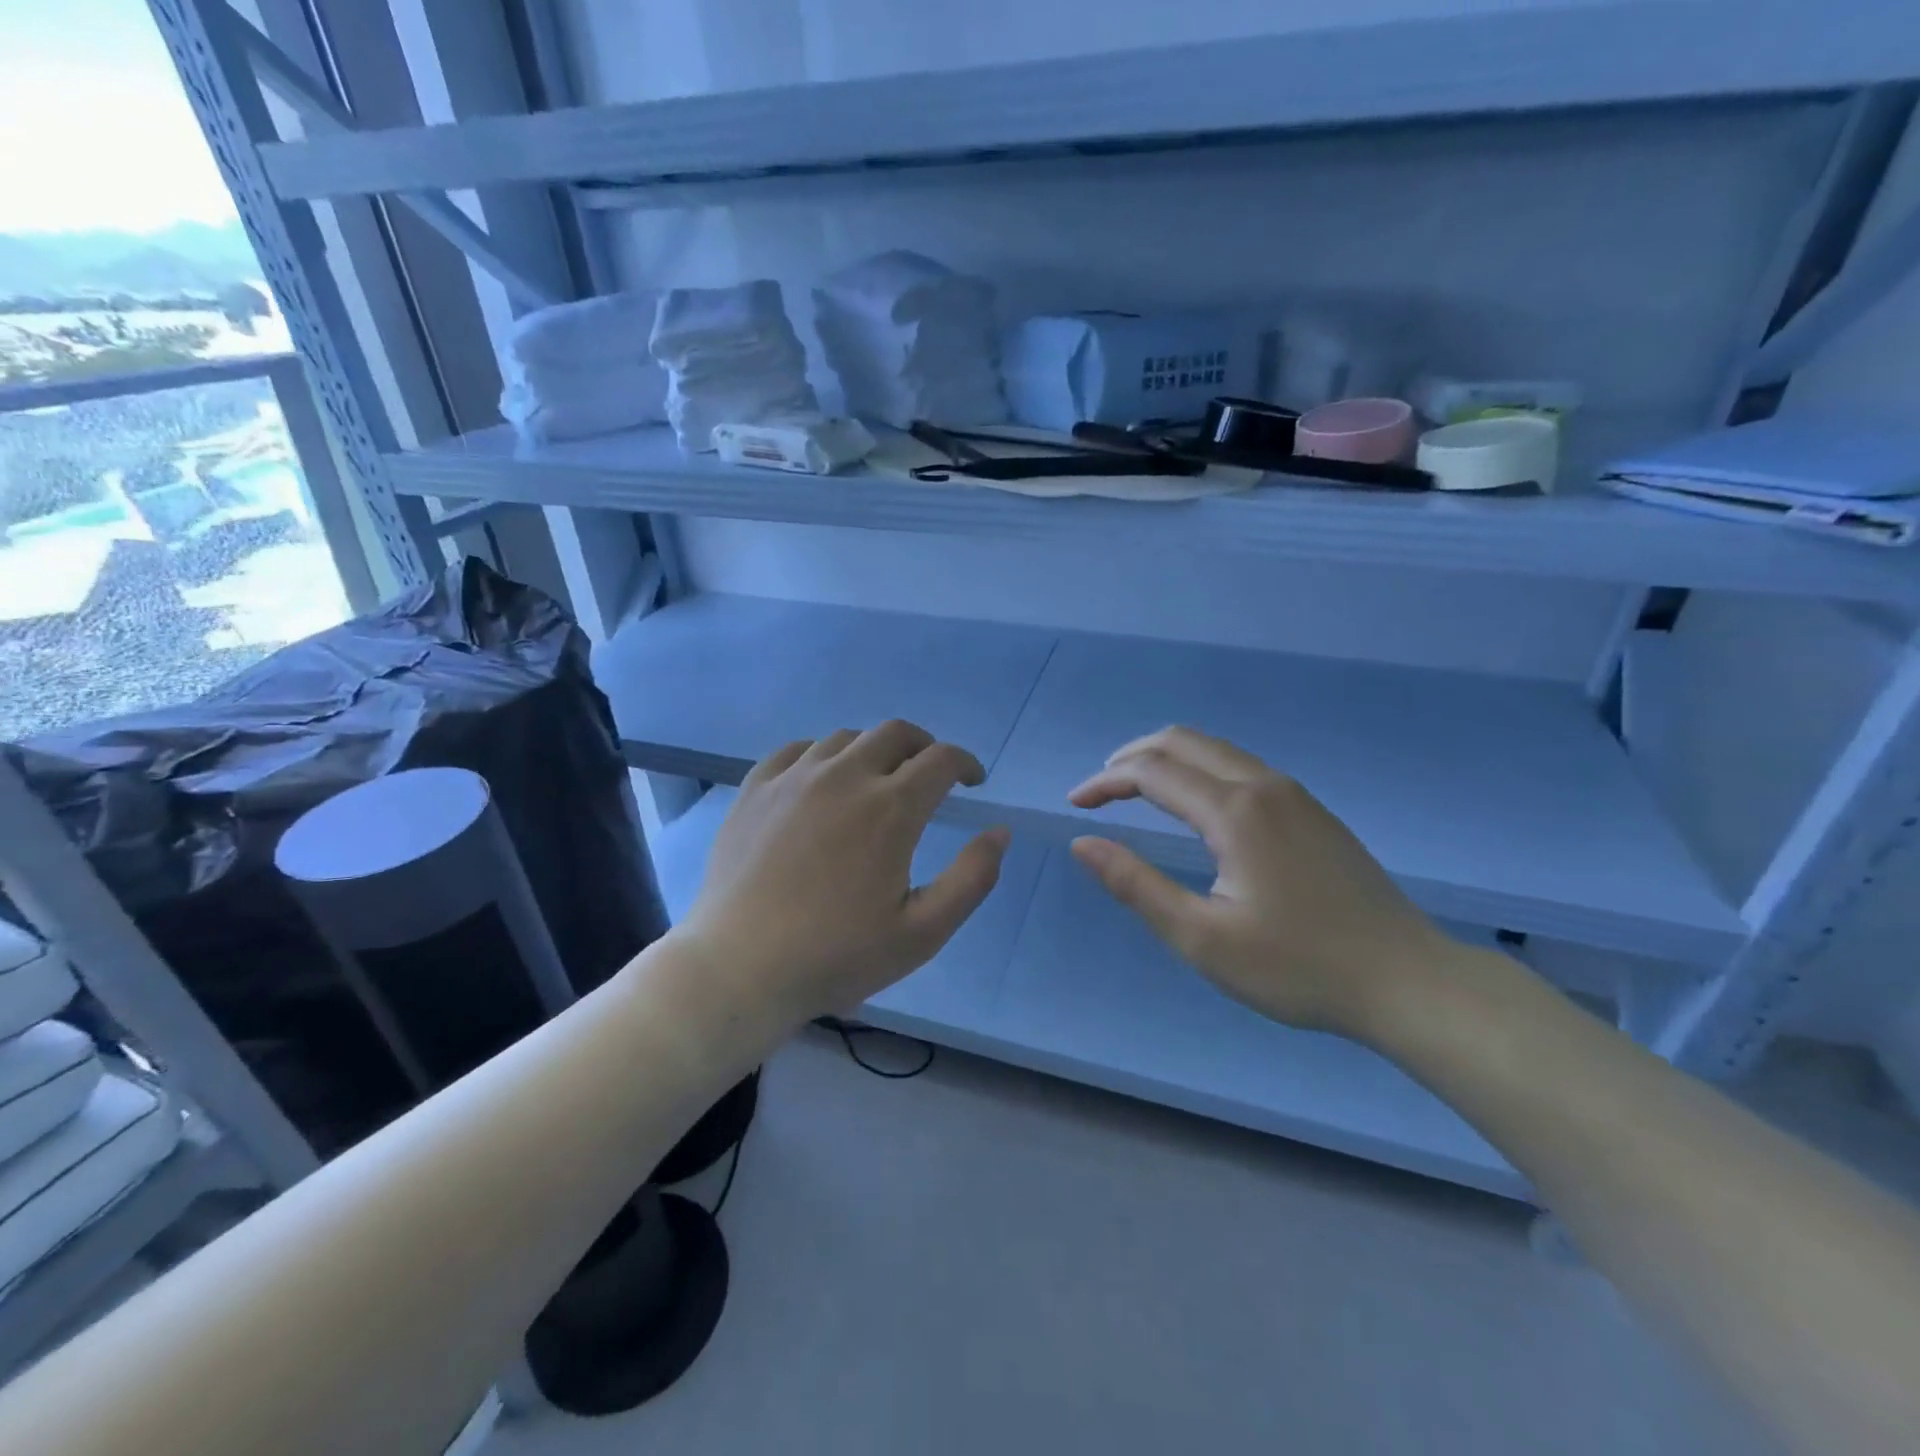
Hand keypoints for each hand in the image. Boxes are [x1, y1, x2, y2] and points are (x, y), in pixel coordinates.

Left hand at [675, 721, 1009, 1028]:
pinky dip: (822, 756)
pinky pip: (796, 750)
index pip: (941, 759)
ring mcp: (794, 778)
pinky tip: (821, 781)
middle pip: (895, 733)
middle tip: (930, 775)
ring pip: (846, 738)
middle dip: (924, 747)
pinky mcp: (755, 789)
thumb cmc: (837, 955)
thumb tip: (999, 832)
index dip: (966, 763)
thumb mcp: (923, 932)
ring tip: (876, 781)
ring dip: (874, 751)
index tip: (972, 781)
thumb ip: (972, 878)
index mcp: (891, 808)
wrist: (739, 968)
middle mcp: (845, 776)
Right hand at [1068, 726, 1452, 1038]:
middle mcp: (1263, 785)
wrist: (1407, 980)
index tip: (1075, 805)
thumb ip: (1136, 885)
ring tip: (1135, 790)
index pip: (1151, 772)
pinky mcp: (1312, 811)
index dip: (1105, 782)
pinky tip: (1194, 806)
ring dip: (1167, 759)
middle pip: (1183, 741)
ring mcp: (1294, 794)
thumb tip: (1083, 844)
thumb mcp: (1201, 938)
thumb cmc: (1297, 966)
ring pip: (1215, 750)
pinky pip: (1241, 767)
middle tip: (1099, 789)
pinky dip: (1199, 770)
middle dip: (1131, 756)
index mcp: (1235, 811)